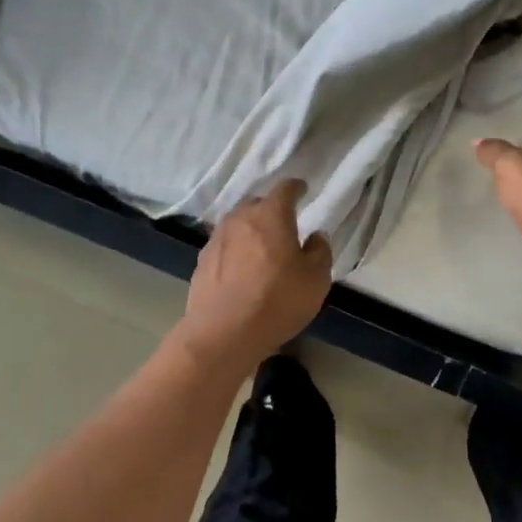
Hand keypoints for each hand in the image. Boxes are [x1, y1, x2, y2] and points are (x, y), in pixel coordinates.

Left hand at [181, 179, 332, 366]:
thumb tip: (315, 236)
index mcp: (271, 215)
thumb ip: (320, 251)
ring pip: (237, 225)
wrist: (224, 333)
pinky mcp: (201, 263)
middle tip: (284, 224)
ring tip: (261, 248)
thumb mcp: (316, 279)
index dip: (296, 187)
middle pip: (256, 204)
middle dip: (271, 209)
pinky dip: (235, 252)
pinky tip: (241, 270)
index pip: (285, 189)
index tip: (302, 189)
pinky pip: (223, 247)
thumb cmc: (277, 300)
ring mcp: (216, 240)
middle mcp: (240, 219)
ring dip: (250, 231)